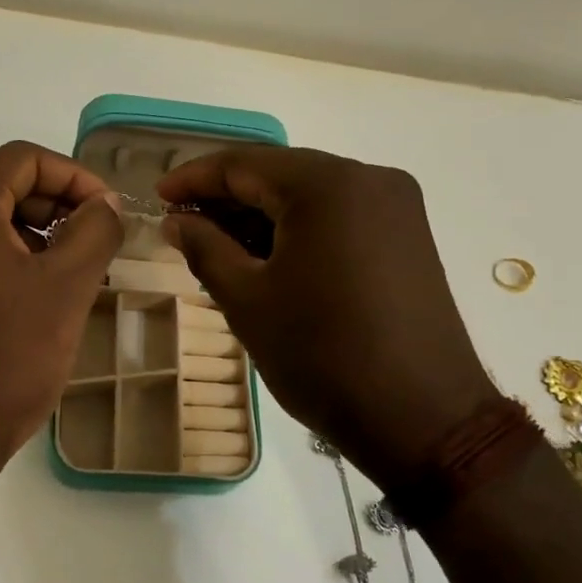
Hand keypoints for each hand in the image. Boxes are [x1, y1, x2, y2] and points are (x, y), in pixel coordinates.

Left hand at [0, 142, 122, 511]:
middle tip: (95, 243)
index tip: (108, 213)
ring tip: (72, 271)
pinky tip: (34, 293)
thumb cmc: (5, 361)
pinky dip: (3, 255)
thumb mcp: (66, 289)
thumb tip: (106, 204)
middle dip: (54, 205)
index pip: (22, 158)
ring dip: (31, 232)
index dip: (75, 176)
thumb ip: (95, 231)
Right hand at [158, 147, 496, 480]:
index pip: (244, 164)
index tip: (158, 196)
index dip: (194, 178)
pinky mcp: (407, 236)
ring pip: (310, 194)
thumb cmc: (322, 355)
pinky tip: (266, 254)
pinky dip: (297, 228)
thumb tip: (176, 219)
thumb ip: (204, 247)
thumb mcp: (247, 300)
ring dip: (261, 214)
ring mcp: (396, 206)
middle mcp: (368, 178)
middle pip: (279, 173)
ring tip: (216, 243)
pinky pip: (338, 215)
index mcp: (327, 184)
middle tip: (182, 224)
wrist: (423, 418)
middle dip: (226, 197)